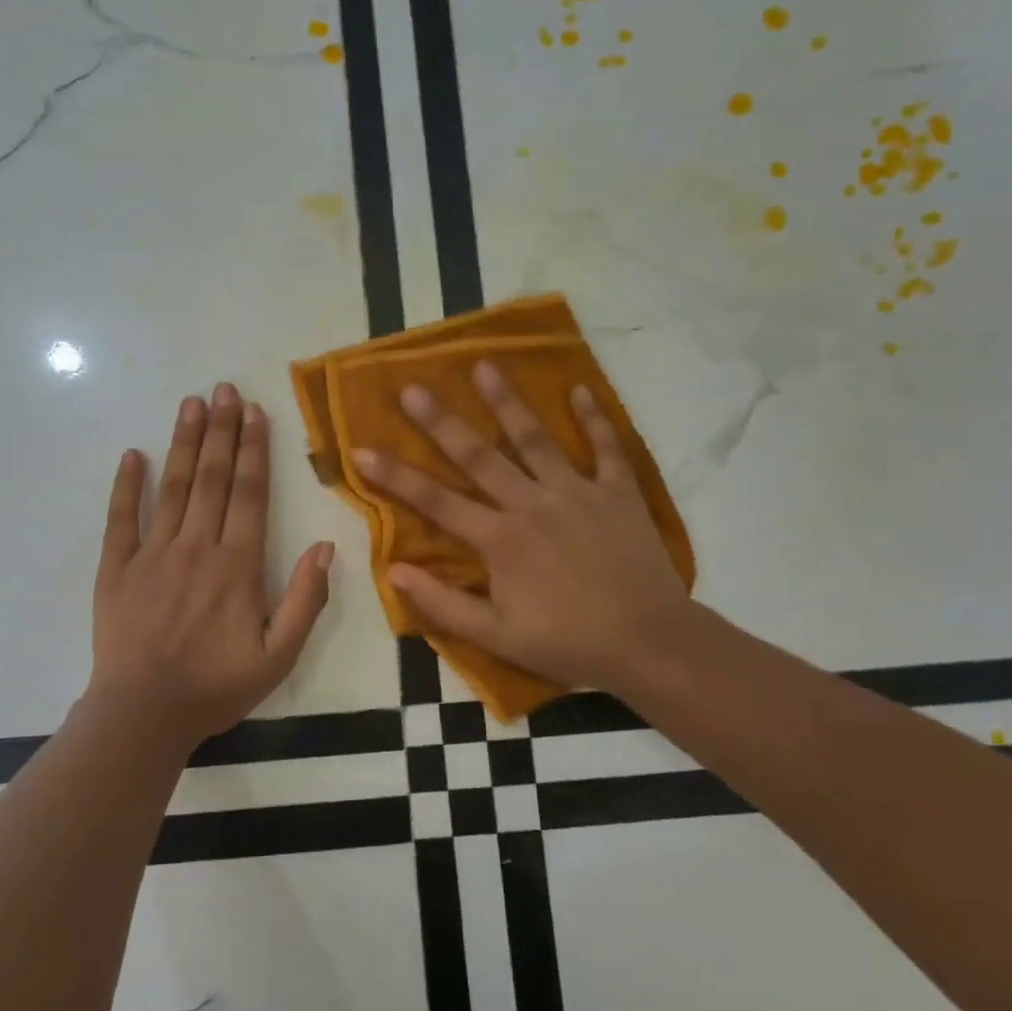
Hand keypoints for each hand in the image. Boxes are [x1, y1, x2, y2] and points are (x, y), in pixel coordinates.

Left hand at [85, 382, 334, 750]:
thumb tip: (326, 547)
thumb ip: (305, 600)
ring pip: (172, 487)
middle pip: (211, 478)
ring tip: (191, 403)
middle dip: (221, 430)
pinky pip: (120, 519)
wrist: (143, 714)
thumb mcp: (278, 656)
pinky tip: (132, 455)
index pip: (249, 493)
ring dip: (183, 443)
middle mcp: (195, 547)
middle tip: (225, 388)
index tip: (255, 412)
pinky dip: (126, 486)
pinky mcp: (115, 568)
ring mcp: (151, 554)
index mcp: (236, 565)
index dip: (254, 449)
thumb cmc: (215, 687)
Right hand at [351, 361, 687, 692]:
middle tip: (412, 387)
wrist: (649, 644)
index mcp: (499, 539)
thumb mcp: (496, 637)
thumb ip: (442, 603)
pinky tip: (578, 389)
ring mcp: (577, 493)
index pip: (435, 501)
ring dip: (507, 402)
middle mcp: (531, 504)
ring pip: (535, 439)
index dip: (394, 476)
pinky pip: (605, 448)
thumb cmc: (567, 643)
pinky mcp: (618, 493)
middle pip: (478, 456)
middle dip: (441, 421)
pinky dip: (593, 418)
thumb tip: (393, 570)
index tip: (362, 450)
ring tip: (484, 366)